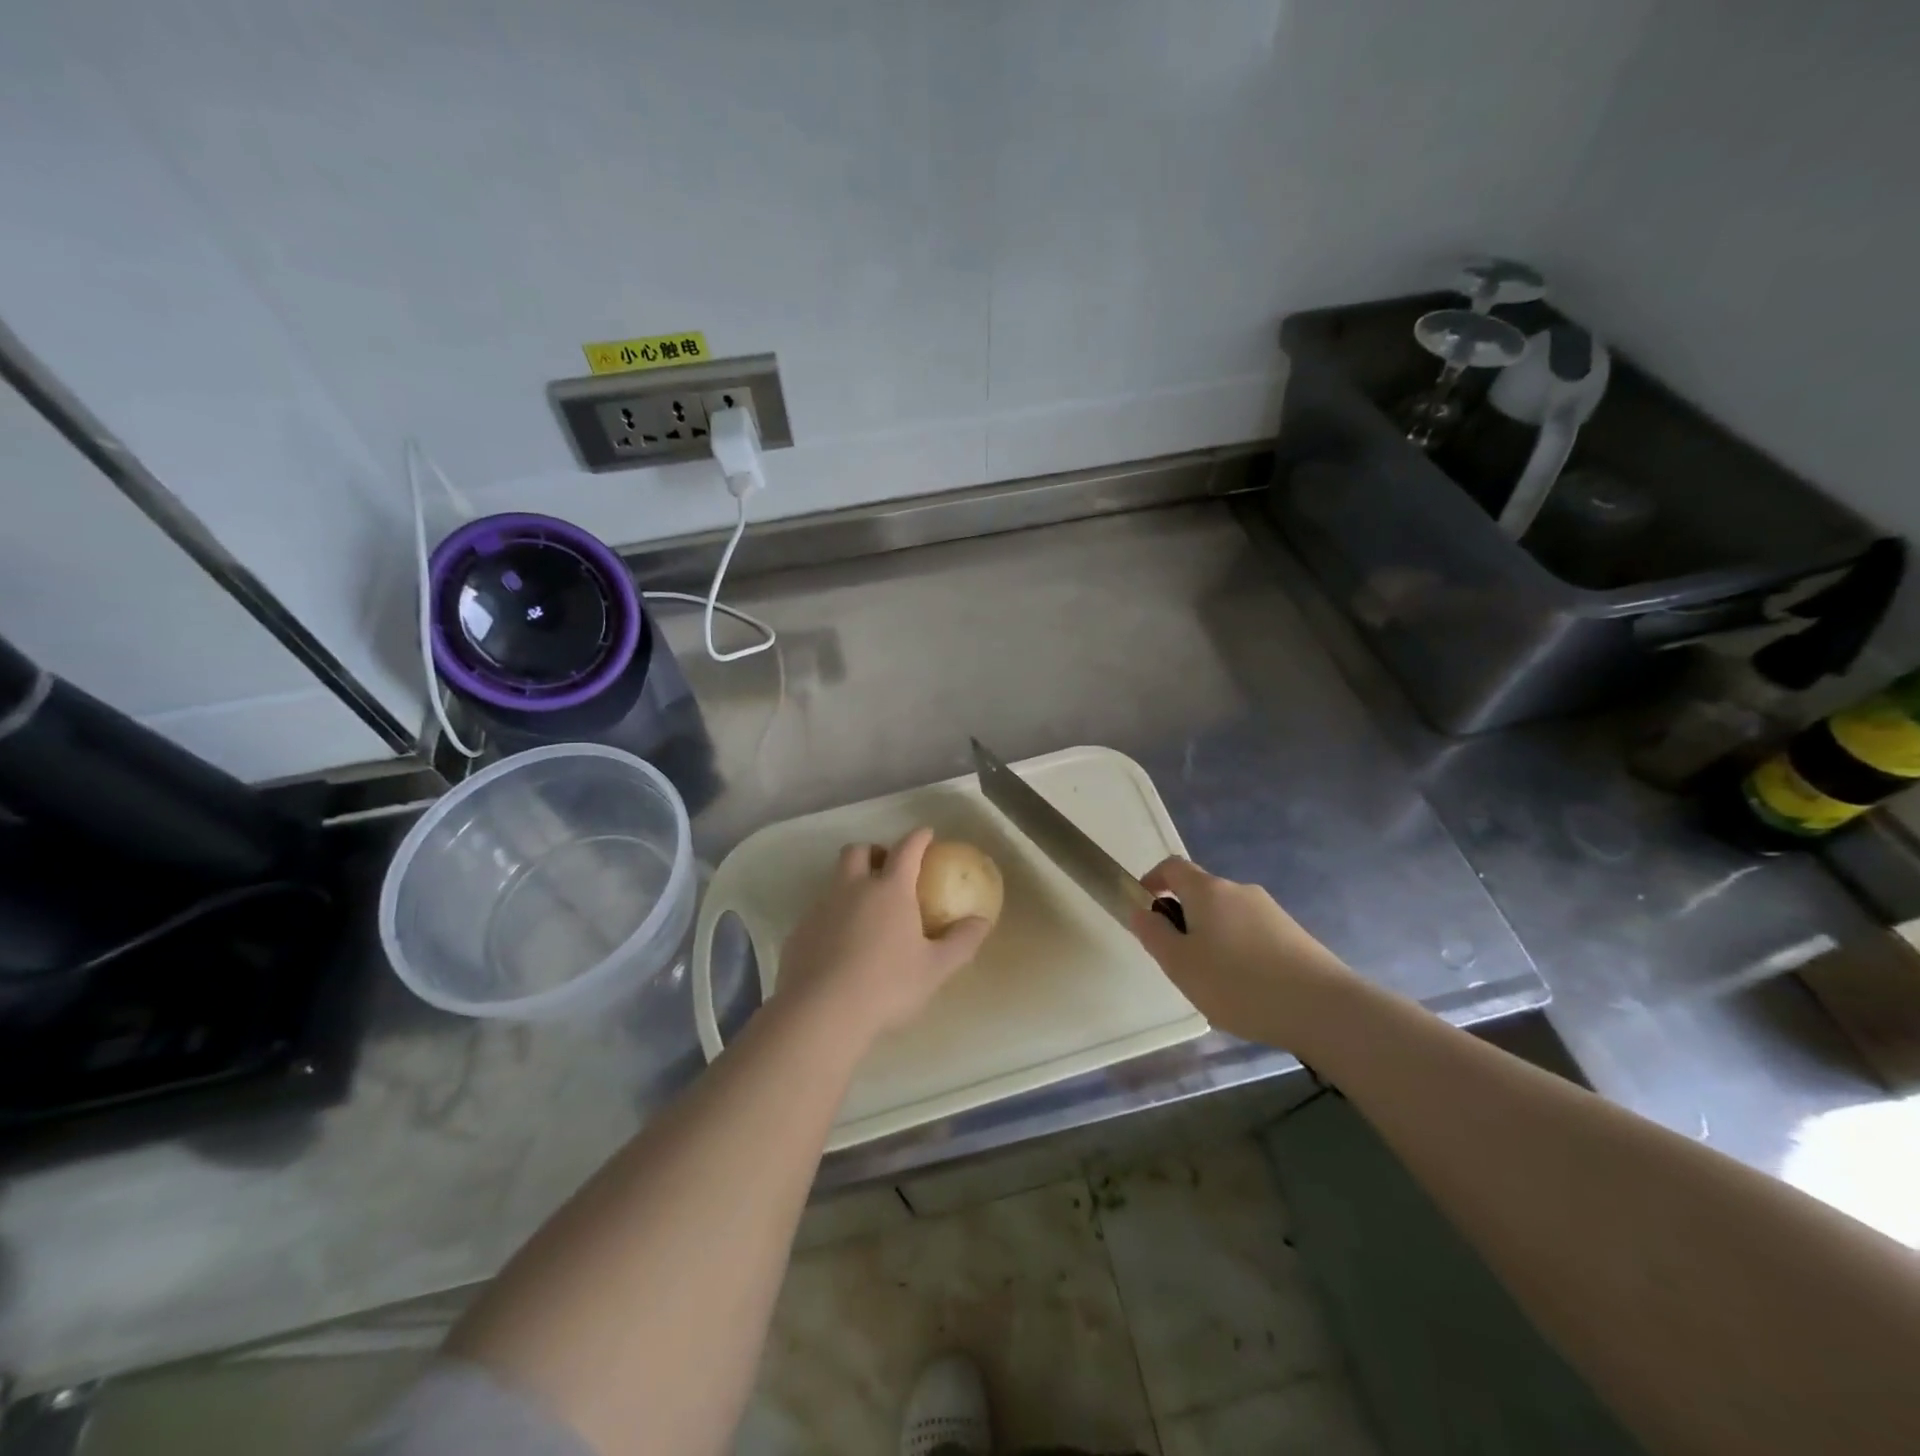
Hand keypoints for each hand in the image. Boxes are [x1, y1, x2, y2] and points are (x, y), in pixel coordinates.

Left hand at [776, 828, 992, 1050]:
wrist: (820, 1013)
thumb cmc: (887, 986)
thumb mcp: (935, 969)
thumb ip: (962, 941)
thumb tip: (982, 921)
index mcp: (889, 890)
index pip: (906, 849)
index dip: (918, 837)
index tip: (926, 834)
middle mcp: (852, 889)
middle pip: (858, 851)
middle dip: (874, 851)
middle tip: (887, 868)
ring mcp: (821, 908)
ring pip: (835, 880)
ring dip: (851, 883)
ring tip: (866, 912)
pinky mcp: (799, 932)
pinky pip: (819, 911)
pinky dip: (833, 916)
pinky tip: (841, 945)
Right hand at [1129, 857, 1352, 1047]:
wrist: (1324, 1009)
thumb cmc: (1239, 983)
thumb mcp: (1180, 964)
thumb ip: (1154, 935)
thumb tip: (1140, 911)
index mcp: (1208, 890)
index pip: (1172, 867)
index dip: (1153, 880)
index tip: (1144, 908)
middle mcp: (1240, 891)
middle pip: (1201, 893)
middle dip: (1184, 918)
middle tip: (1178, 960)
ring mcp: (1271, 912)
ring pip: (1228, 917)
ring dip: (1212, 938)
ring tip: (1214, 983)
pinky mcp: (1294, 935)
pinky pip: (1253, 934)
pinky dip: (1239, 952)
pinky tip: (1247, 990)